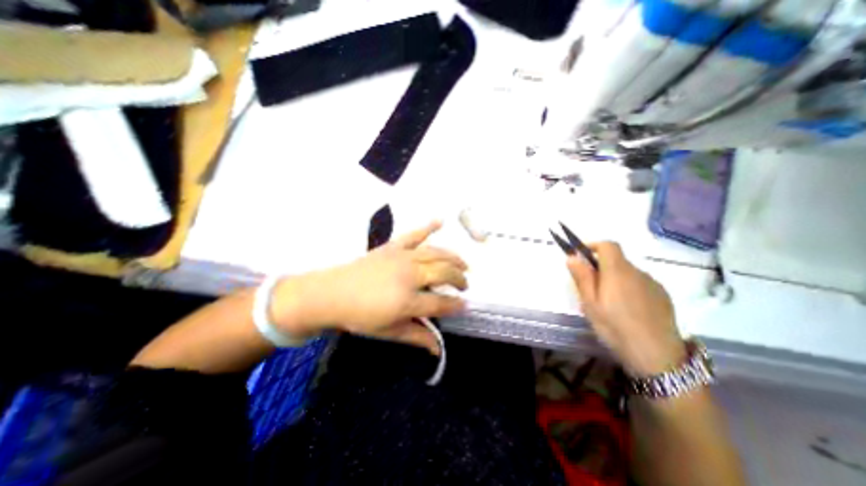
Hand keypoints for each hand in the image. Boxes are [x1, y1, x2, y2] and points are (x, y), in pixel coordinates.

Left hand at [273, 222, 471, 354]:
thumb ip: (416, 336)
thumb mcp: (388, 331)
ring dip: (454, 258)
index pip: (441, 302)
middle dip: (459, 279)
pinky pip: (414, 234)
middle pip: (444, 273)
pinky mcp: (393, 247)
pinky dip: (428, 226)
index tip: (465, 305)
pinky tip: (441, 221)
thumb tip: (439, 349)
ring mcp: (402, 257)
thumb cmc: (359, 316)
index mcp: (407, 300)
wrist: (332, 293)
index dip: (456, 305)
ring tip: (463, 264)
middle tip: (464, 285)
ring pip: (436, 253)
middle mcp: (410, 275)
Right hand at [570, 241, 682, 375]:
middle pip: (617, 260)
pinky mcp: (663, 296)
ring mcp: (653, 284)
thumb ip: (582, 277)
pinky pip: (640, 284)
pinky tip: (627, 309)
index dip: (593, 245)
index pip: (608, 245)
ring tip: (609, 303)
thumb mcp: (590, 303)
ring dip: (615, 279)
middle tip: (590, 288)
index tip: (581, 256)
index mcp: (618, 271)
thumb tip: (572, 257)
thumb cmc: (615, 327)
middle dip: (601, 267)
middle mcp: (638, 272)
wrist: (657, 357)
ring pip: (628, 273)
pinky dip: (629, 288)